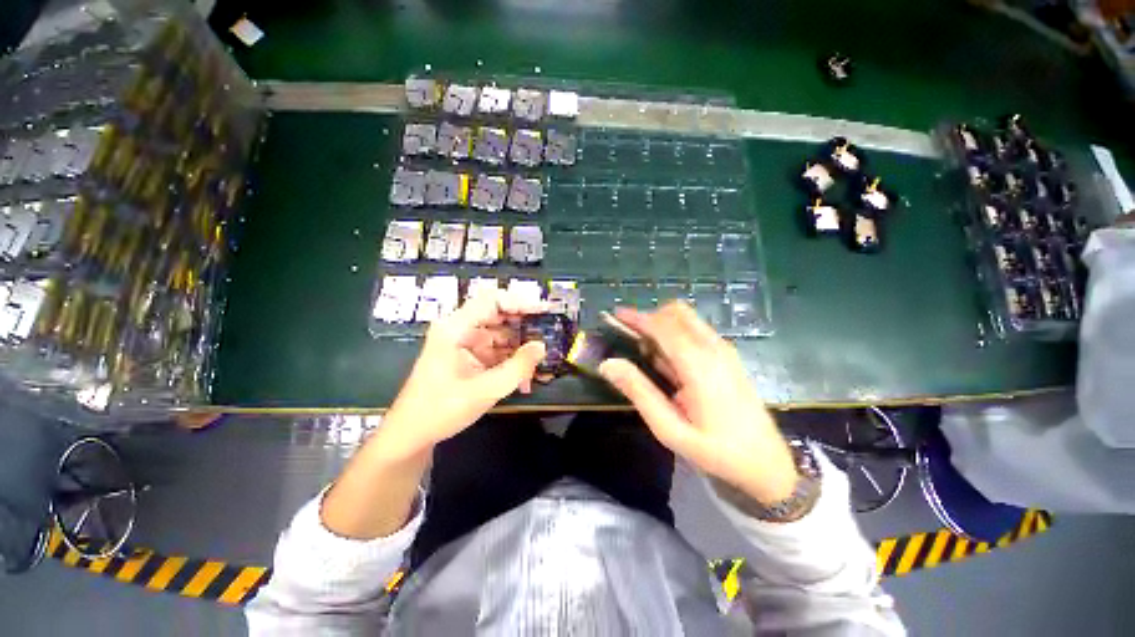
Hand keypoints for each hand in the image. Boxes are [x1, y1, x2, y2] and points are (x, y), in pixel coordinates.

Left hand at [379, 290, 547, 457]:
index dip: (520, 302)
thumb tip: (542, 346)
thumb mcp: (484, 390)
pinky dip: (510, 361)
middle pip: (497, 315)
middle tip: (548, 335)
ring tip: (539, 362)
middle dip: (524, 326)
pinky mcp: (468, 357)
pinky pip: (495, 351)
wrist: (411, 436)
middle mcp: (459, 330)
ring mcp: (464, 344)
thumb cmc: (441, 411)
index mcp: (455, 329)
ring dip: (519, 347)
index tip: (544, 311)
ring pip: (499, 334)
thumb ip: (517, 367)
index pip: (491, 300)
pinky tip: (524, 377)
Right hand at [598, 302, 798, 504]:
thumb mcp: (669, 428)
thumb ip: (638, 391)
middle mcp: (714, 349)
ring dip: (663, 326)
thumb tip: (608, 364)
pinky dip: (676, 336)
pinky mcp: (729, 357)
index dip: (636, 317)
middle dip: (651, 318)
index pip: (663, 326)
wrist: (767, 465)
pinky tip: (669, 363)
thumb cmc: (715, 451)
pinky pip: (697, 332)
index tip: (614, 316)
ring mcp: (725, 351)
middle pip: (678, 313)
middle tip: (631, 337)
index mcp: (699, 364)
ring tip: (646, 354)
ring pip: (688, 320)